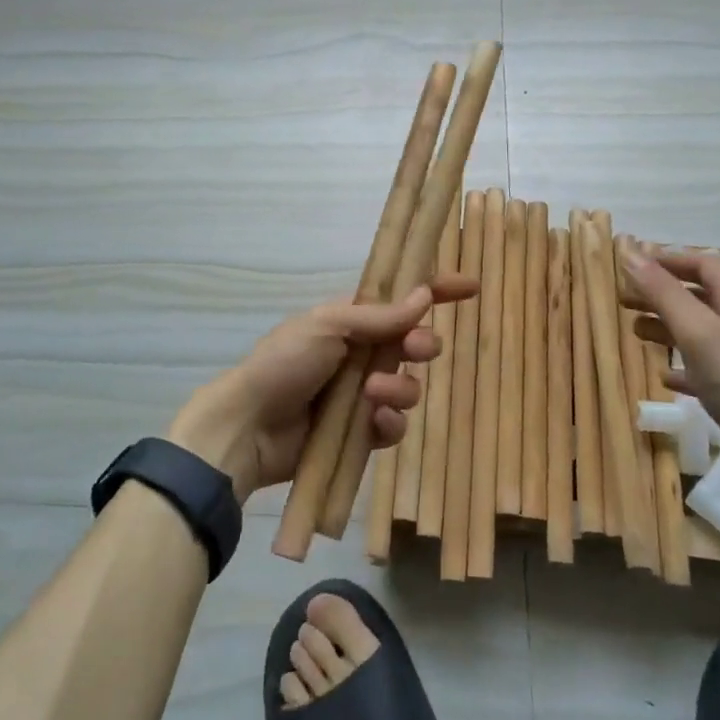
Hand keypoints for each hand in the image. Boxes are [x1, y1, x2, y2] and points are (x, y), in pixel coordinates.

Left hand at [169, 275, 477, 502]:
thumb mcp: (328, 325)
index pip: (401, 300)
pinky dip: (390, 422)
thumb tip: (424, 295)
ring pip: (409, 387)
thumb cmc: (284, 363)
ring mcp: (362, 395)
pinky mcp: (361, 432)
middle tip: (414, 351)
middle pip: (413, 345)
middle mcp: (361, 354)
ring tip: (372, 395)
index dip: (435, 290)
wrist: (249, 426)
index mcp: (351, 321)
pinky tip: (374, 422)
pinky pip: (394, 425)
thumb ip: (379, 316)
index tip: (470, 287)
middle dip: (422, 345)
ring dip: (400, 389)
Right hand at [621, 246, 719, 494]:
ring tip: (636, 332)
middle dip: (661, 295)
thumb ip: (663, 293)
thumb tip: (629, 251)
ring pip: (703, 331)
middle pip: (700, 296)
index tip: (633, 267)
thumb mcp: (697, 332)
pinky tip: (665, 376)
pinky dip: (684, 365)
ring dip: (668, 327)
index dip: (668, 261)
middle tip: (624, 300)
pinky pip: (710, 367)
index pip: (703, 264)